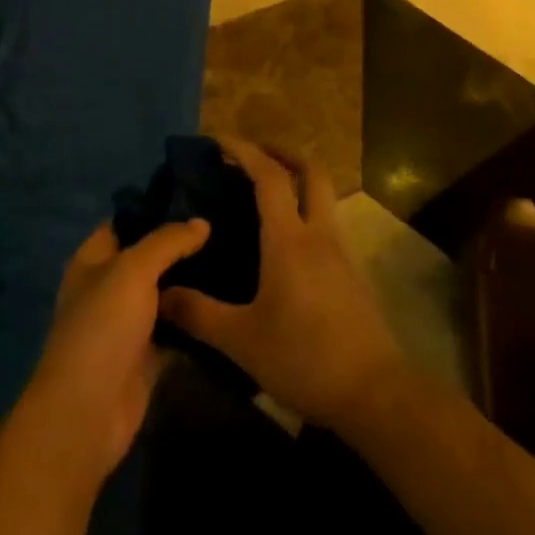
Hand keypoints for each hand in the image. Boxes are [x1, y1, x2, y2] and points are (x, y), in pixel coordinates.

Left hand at [19, 218, 209, 486]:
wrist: (88, 411)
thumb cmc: (103, 326)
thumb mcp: (133, 269)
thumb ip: (168, 241)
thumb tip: (202, 222)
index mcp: (94, 259)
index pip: (126, 221)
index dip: (157, 207)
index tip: (198, 196)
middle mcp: (109, 286)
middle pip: (150, 257)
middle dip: (183, 245)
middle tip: (228, 226)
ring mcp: (129, 323)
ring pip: (166, 293)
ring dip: (194, 282)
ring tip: (238, 257)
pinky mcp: (148, 355)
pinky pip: (177, 329)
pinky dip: (197, 319)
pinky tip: (231, 301)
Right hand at [160, 138, 405, 430]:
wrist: (374, 394)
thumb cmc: (304, 357)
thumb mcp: (241, 340)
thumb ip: (198, 314)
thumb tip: (160, 294)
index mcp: (289, 239)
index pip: (269, 176)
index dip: (244, 151)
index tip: (219, 140)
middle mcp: (319, 234)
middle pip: (311, 171)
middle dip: (283, 152)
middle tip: (254, 155)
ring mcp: (341, 252)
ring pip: (324, 196)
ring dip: (298, 181)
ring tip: (266, 195)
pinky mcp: (352, 274)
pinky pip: (327, 223)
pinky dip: (306, 211)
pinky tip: (287, 241)